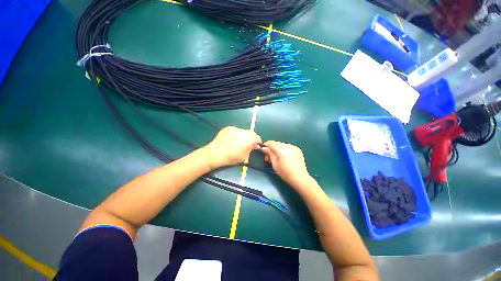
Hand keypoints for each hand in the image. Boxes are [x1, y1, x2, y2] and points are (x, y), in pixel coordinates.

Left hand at [204, 126, 261, 168]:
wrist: (216, 153)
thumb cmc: (231, 157)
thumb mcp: (244, 156)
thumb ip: (251, 149)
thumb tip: (254, 145)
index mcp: (249, 139)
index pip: (257, 137)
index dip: (258, 142)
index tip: (255, 145)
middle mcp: (243, 131)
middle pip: (251, 133)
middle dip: (251, 138)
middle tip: (247, 144)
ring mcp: (235, 128)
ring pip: (243, 131)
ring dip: (243, 135)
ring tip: (237, 142)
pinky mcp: (228, 128)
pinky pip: (235, 130)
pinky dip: (236, 134)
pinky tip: (230, 140)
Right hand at [261, 141, 311, 187]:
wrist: (300, 178)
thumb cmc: (285, 173)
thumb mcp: (274, 164)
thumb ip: (269, 154)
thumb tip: (264, 148)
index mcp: (281, 149)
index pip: (270, 143)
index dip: (265, 145)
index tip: (263, 151)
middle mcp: (288, 145)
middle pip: (276, 143)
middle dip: (271, 148)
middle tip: (269, 157)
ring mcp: (293, 147)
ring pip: (282, 145)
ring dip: (277, 149)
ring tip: (277, 157)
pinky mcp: (297, 149)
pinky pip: (288, 147)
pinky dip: (284, 150)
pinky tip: (285, 157)